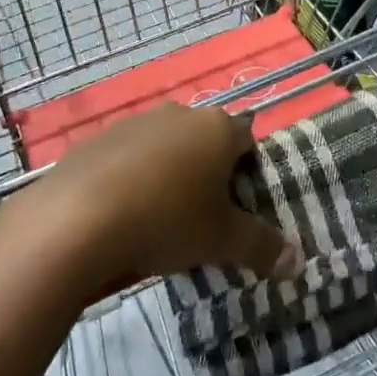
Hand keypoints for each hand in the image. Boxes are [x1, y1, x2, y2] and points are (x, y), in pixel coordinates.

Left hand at [11, 104, 302, 288]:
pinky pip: (130, 158)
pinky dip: (134, 180)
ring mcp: (137, 122)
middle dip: (209, 175)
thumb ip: (262, 247)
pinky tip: (123, 216)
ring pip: (167, 148)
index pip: (248, 140)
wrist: (78, 217)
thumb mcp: (221, 240)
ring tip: (161, 222)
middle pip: (206, 142)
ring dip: (170, 176)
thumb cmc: (166, 219)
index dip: (250, 172)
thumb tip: (298, 261)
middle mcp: (181, 114)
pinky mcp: (101, 139)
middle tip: (204, 220)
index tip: (242, 207)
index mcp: (217, 128)